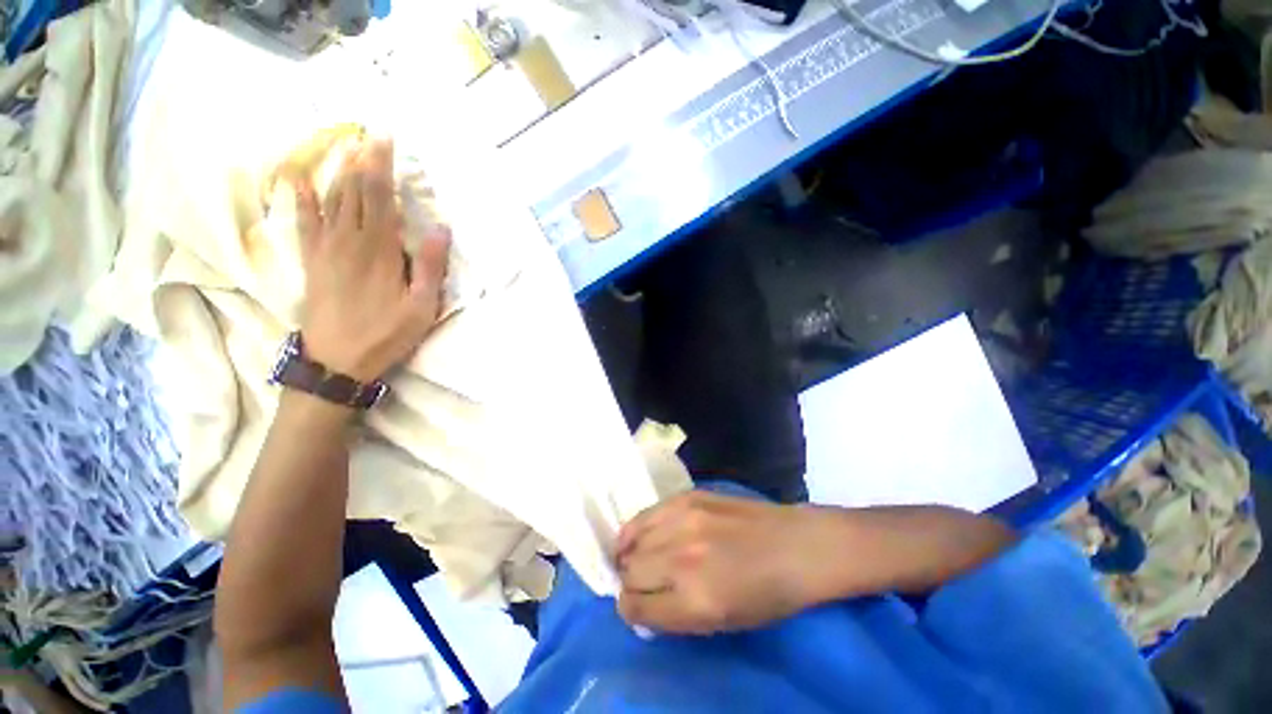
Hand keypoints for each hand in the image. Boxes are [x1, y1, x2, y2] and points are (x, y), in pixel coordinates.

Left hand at [295, 138, 450, 382]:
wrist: (337, 361)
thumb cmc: (387, 334)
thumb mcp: (421, 307)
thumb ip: (429, 267)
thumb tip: (439, 229)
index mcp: (379, 251)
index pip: (381, 198)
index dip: (381, 167)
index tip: (384, 139)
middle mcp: (349, 241)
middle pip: (355, 192)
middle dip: (362, 161)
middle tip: (369, 133)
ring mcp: (325, 248)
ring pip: (331, 200)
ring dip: (339, 171)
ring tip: (345, 146)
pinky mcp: (312, 260)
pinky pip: (304, 221)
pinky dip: (301, 198)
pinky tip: (298, 179)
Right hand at [615, 491, 834, 633]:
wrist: (793, 546)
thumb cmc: (766, 596)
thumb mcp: (721, 623)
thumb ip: (674, 616)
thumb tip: (639, 605)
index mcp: (694, 601)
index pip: (635, 606)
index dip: (630, 610)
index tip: (635, 607)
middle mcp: (681, 559)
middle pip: (629, 572)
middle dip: (629, 582)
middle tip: (640, 582)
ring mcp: (683, 521)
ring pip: (632, 540)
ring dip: (631, 554)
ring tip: (638, 557)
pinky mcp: (687, 497)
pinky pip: (646, 514)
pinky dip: (637, 528)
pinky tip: (642, 534)